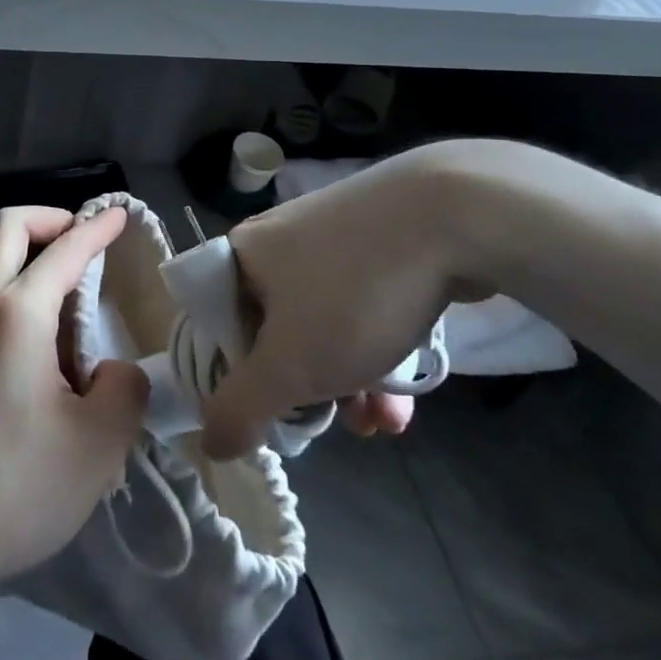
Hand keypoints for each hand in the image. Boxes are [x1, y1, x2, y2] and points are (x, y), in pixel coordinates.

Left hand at [0, 207, 147, 603]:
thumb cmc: (11, 486)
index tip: (119, 214)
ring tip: (78, 317)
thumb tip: (115, 371)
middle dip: (49, 220)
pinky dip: (21, 303)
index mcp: (18, 313)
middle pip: (8, 230)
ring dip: (35, 266)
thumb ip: (124, 391)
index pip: (65, 250)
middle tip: (84, 242)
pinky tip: (47, 360)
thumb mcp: (96, 446)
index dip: (96, 228)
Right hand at [201, 141, 491, 458]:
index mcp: (240, 256)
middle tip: (332, 424)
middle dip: (304, 390)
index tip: (267, 416)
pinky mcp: (375, 243)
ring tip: (382, 422)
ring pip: (322, 326)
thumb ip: (241, 408)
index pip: (214, 324)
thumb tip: (209, 443)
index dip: (233, 377)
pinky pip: (359, 307)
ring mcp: (329, 239)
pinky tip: (406, 396)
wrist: (451, 215)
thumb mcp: (290, 365)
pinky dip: (374, 351)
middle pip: (272, 331)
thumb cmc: (352, 291)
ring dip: (346, 382)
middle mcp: (277, 242)